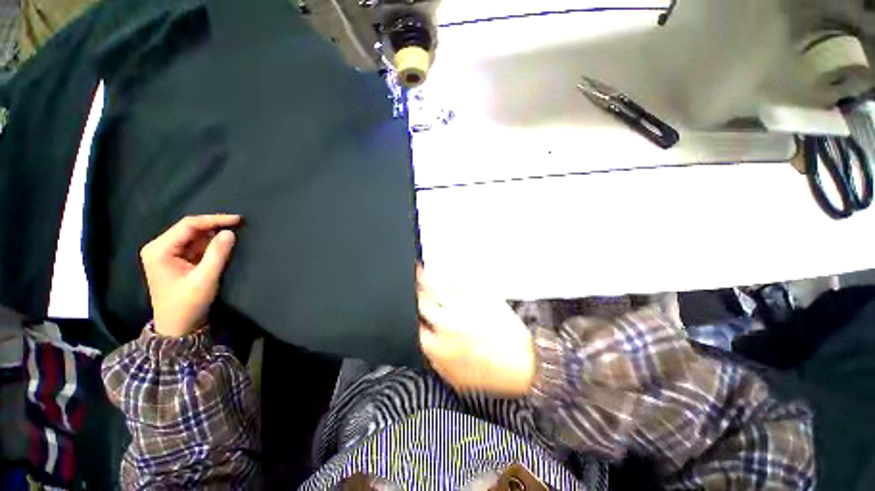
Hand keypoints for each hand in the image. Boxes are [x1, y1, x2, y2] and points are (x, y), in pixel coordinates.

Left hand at [140, 215, 241, 336]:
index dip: (214, 220)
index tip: (238, 220)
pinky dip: (211, 243)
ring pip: (195, 236)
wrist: (178, 327)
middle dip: (214, 226)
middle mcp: (160, 247)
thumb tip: (230, 232)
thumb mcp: (205, 279)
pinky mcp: (178, 260)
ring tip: (235, 232)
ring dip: (214, 235)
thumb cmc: (187, 304)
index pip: (188, 225)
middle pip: (190, 228)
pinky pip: (197, 245)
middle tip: (239, 225)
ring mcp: (168, 254)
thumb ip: (217, 254)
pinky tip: (224, 243)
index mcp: (159, 250)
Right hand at [417, 265, 535, 395]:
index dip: (407, 314)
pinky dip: (447, 278)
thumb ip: (434, 360)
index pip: (413, 325)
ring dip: (424, 278)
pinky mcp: (479, 297)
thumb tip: (423, 341)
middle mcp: (447, 324)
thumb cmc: (493, 374)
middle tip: (409, 281)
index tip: (406, 305)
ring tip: (418, 270)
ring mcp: (463, 308)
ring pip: (437, 288)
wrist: (524, 362)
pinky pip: (458, 283)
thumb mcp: (456, 379)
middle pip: (422, 302)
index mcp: (439, 347)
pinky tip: (443, 276)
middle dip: (413, 290)